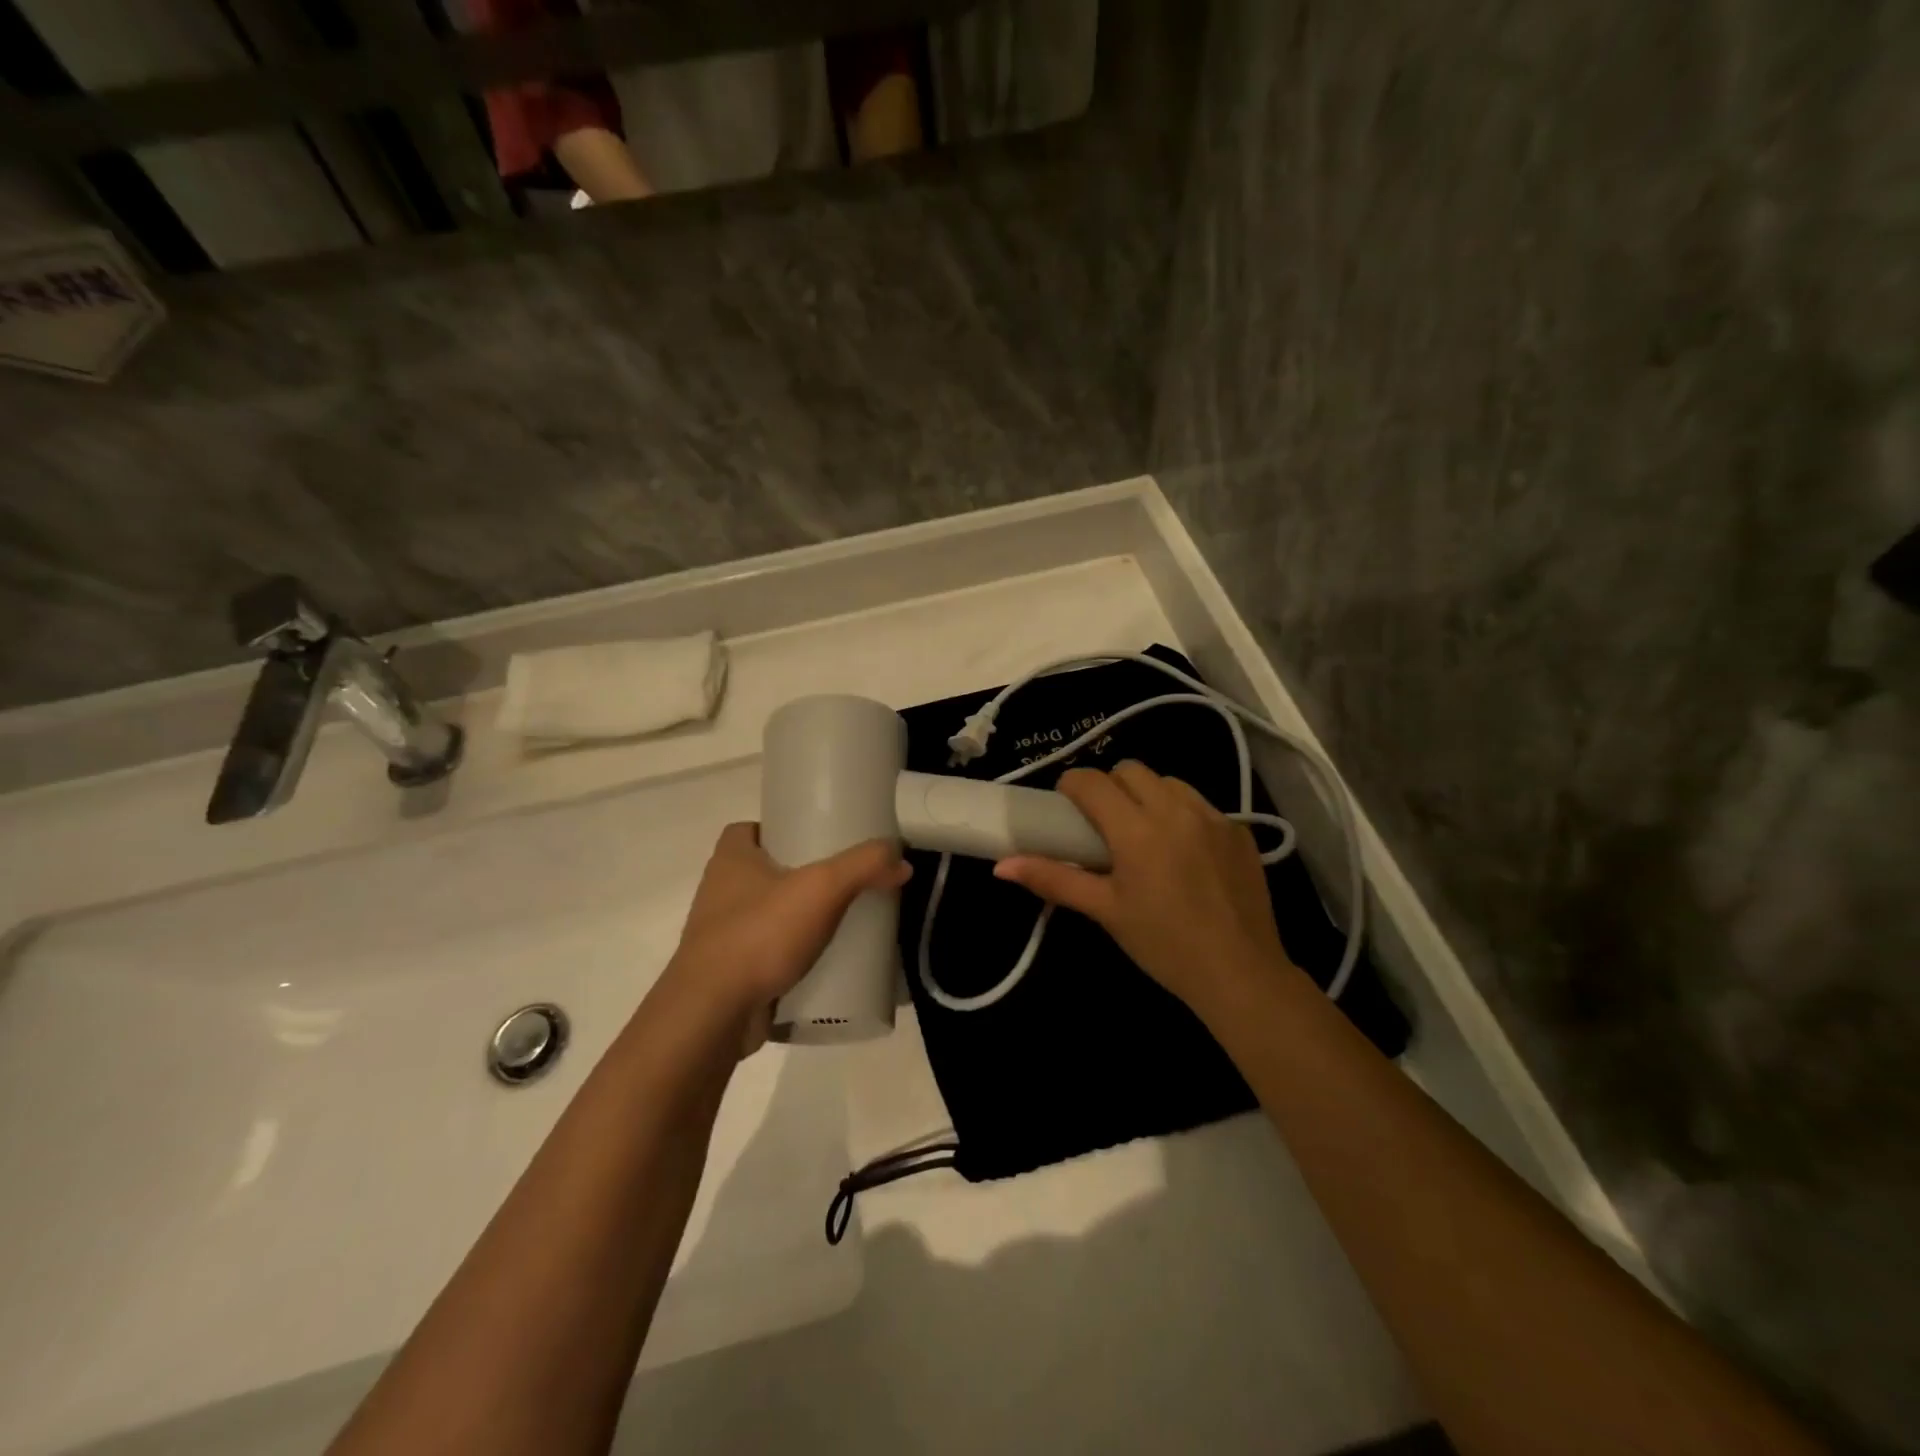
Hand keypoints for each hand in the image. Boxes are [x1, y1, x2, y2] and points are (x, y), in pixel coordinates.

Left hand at [662, 823, 908, 1055]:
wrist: (713, 1015)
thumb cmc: (759, 935)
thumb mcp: (822, 888)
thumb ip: (864, 866)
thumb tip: (901, 859)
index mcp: (730, 860)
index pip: (750, 829)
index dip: (780, 829)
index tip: (817, 839)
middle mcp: (720, 892)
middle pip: (765, 872)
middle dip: (801, 876)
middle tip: (843, 881)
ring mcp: (722, 936)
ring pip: (768, 915)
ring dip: (799, 919)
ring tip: (842, 921)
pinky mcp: (731, 974)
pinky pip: (768, 955)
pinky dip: (793, 957)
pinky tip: (826, 963)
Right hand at [994, 762, 1293, 1013]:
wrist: (1241, 973)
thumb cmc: (1163, 944)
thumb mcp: (1104, 910)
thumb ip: (1054, 878)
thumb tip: (1002, 866)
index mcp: (1136, 828)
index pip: (1092, 781)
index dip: (1071, 786)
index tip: (1065, 807)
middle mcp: (1175, 809)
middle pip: (1130, 770)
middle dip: (1109, 786)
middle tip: (1103, 824)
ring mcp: (1214, 817)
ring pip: (1169, 781)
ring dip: (1147, 794)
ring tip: (1144, 833)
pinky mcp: (1240, 831)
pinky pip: (1202, 804)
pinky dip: (1182, 814)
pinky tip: (1184, 852)